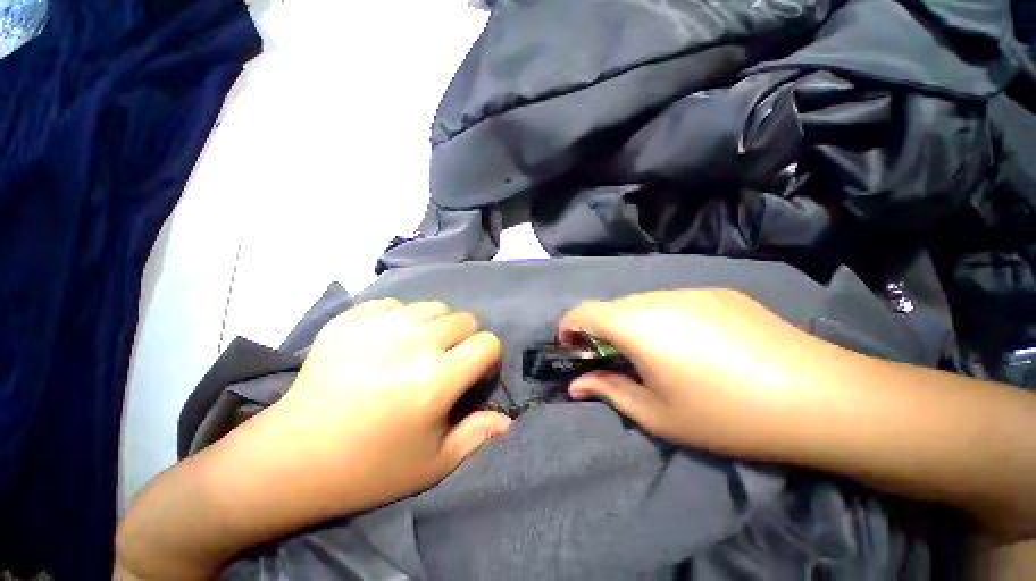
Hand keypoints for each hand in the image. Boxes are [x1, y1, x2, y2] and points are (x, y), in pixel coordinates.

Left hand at [262, 298, 511, 514]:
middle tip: (444, 362)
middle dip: (464, 340)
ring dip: (435, 326)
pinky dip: (399, 319)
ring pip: (433, 306)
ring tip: (416, 349)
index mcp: (435, 380)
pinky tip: (384, 342)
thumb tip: (508, 421)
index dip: (488, 357)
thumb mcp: (432, 465)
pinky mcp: (350, 319)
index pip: (488, 343)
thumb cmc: (369, 468)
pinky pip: (395, 303)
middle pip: (464, 319)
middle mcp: (413, 344)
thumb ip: (476, 436)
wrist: (291, 457)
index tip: (474, 372)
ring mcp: (379, 325)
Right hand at [560, 289, 839, 460]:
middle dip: (602, 330)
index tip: (571, 346)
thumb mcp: (657, 415)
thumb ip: (609, 391)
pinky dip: (665, 318)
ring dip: (634, 323)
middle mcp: (656, 298)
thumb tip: (576, 385)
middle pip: (613, 306)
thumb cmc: (725, 414)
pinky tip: (696, 344)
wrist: (816, 396)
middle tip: (618, 359)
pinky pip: (674, 301)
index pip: (583, 311)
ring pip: (643, 302)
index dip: (568, 326)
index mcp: (636, 325)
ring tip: (659, 354)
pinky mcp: (717, 292)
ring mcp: (690, 291)